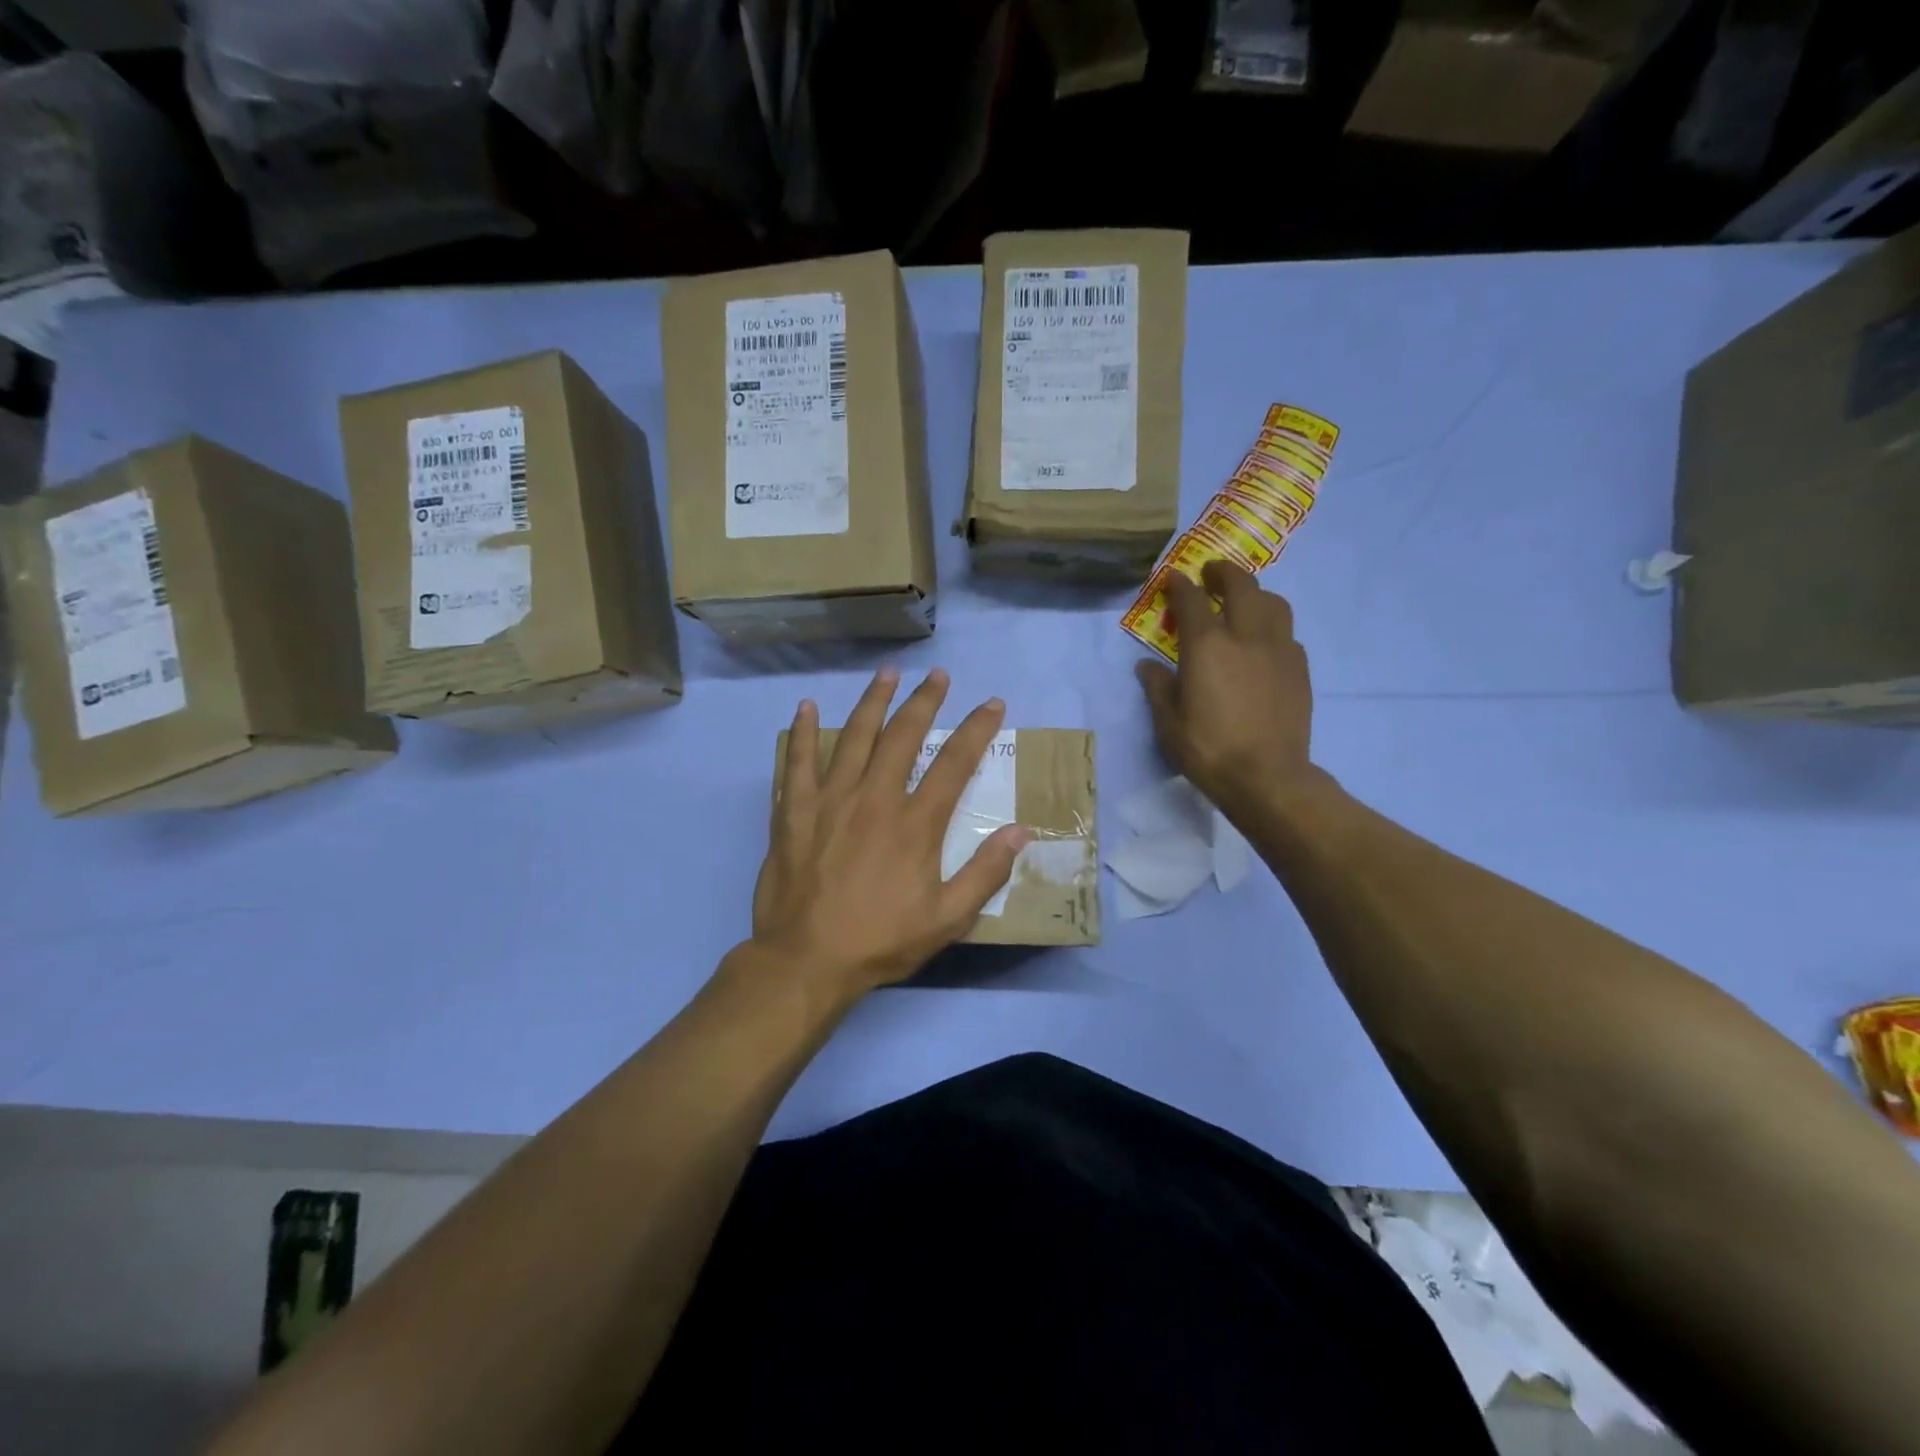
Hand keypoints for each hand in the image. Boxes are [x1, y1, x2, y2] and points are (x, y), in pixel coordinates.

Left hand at [750, 668, 1027, 1004]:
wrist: (806, 961)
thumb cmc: (881, 941)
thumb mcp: (947, 919)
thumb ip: (985, 873)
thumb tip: (1020, 831)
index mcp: (915, 824)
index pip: (954, 763)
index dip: (977, 729)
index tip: (992, 704)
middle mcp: (875, 799)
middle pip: (903, 736)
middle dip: (924, 701)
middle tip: (938, 676)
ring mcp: (830, 800)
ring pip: (854, 737)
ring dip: (873, 701)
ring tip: (886, 673)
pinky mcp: (794, 811)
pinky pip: (798, 761)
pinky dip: (803, 732)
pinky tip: (808, 707)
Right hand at [1136, 561, 1322, 813]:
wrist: (1267, 777)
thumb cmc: (1208, 750)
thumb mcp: (1168, 722)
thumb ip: (1157, 687)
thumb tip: (1147, 666)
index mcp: (1207, 646)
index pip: (1191, 600)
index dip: (1179, 585)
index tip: (1173, 578)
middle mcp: (1246, 636)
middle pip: (1240, 586)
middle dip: (1223, 573)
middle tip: (1211, 574)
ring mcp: (1278, 650)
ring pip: (1273, 603)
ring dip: (1255, 594)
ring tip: (1244, 602)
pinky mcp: (1299, 669)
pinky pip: (1287, 633)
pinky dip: (1272, 627)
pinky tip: (1263, 644)